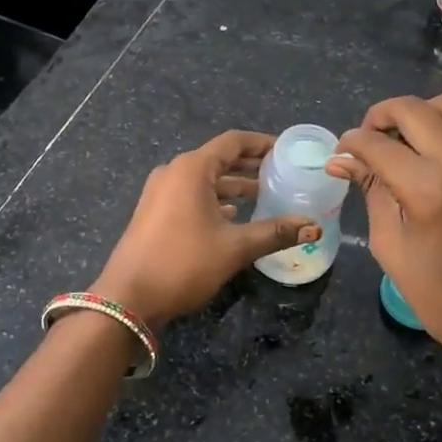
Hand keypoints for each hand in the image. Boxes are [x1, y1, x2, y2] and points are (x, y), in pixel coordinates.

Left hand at [92, 130, 318, 327]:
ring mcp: (160, 192)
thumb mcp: (235, 247)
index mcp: (192, 169)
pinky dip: (214, 198)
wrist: (129, 298)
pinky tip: (234, 215)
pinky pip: (191, 194)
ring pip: (204, 179)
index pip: (233, 142)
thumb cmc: (183, 263)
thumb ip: (275, 232)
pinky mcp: (154, 212)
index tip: (286, 150)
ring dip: (233, 184)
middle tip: (281, 172)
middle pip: (218, 158)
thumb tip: (313, 226)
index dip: (262, 143)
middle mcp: (174, 172)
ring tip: (264, 194)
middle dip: (250, 165)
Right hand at [328, 94, 441, 376]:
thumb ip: (371, 192)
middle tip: (371, 138)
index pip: (377, 144)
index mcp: (426, 191)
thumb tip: (342, 160)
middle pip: (412, 109)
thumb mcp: (390, 247)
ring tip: (413, 135)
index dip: (351, 143)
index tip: (344, 152)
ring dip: (424, 111)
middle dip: (381, 117)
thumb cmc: (439, 295)